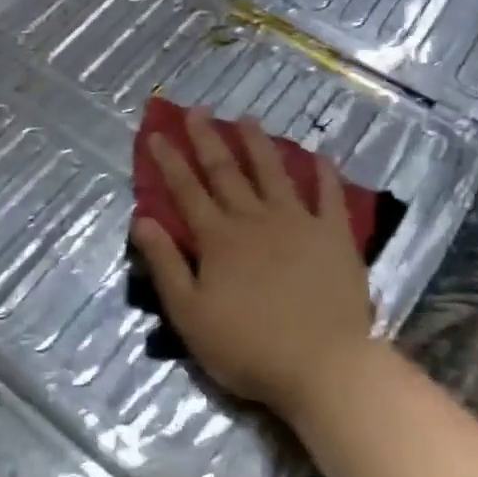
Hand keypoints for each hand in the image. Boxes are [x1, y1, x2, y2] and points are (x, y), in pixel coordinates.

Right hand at [131, 108, 374, 422]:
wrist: (323, 366)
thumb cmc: (248, 347)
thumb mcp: (189, 314)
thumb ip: (165, 265)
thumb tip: (143, 220)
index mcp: (218, 238)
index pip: (186, 190)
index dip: (169, 161)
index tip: (157, 133)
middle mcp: (255, 219)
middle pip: (226, 172)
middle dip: (208, 139)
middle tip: (198, 110)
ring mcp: (298, 223)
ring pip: (273, 172)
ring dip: (258, 144)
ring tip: (247, 118)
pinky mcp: (334, 236)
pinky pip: (329, 197)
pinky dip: (325, 175)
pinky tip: (320, 156)